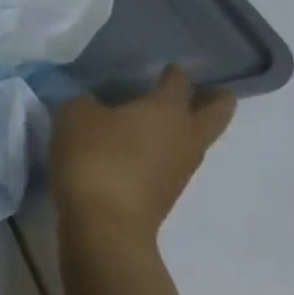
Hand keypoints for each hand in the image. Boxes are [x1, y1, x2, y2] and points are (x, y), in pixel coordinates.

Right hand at [51, 65, 235, 248]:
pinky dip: (166, 154)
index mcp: (167, 108)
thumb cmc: (95, 158)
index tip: (166, 68)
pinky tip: (140, 151)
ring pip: (198, 141)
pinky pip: (175, 165)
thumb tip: (91, 105)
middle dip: (215, 99)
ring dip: (189, 130)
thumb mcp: (75, 117)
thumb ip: (84, 102)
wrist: (104, 226)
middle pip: (218, 112)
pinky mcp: (167, 196)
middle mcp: (185, 136)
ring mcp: (181, 170)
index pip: (179, 81)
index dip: (173, 72)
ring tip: (161, 122)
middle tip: (202, 91)